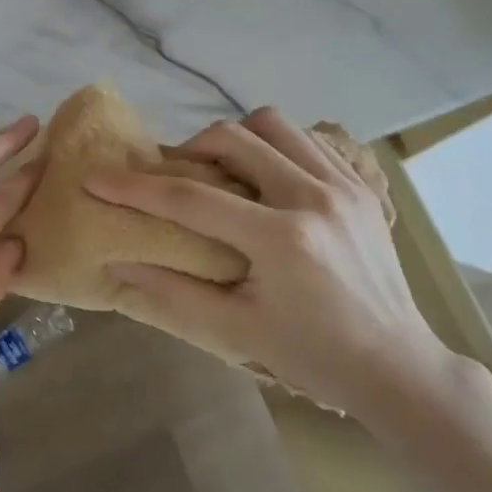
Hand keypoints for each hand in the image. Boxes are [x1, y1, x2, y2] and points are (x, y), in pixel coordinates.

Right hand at [84, 108, 463, 422]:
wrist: (395, 365)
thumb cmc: (312, 355)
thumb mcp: (236, 331)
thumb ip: (172, 292)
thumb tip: (117, 265)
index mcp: (282, 239)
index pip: (192, 199)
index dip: (136, 188)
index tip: (96, 179)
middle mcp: (315, 197)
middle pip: (235, 138)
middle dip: (189, 149)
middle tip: (172, 176)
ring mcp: (345, 186)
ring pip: (275, 125)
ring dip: (235, 138)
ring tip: (219, 171)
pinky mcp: (361, 187)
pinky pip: (307, 140)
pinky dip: (274, 146)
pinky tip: (263, 177)